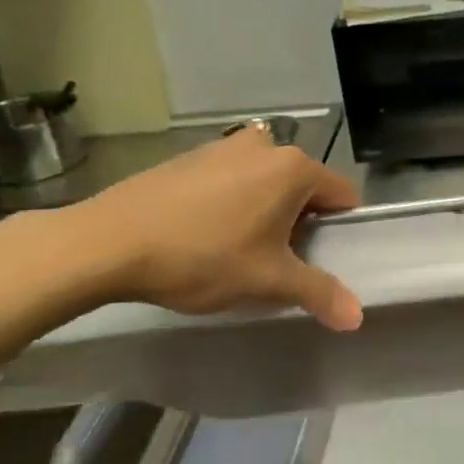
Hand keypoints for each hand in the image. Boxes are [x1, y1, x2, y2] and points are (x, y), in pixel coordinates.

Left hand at [68, 124, 363, 326]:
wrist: (106, 243)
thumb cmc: (202, 257)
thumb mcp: (267, 281)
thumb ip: (318, 293)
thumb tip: (357, 318)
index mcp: (295, 168)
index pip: (342, 196)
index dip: (338, 230)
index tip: (316, 258)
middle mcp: (266, 146)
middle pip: (304, 188)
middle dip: (298, 221)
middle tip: (274, 260)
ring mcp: (224, 146)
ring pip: (266, 182)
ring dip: (264, 210)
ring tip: (237, 249)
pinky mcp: (190, 156)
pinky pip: (231, 178)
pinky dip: (231, 201)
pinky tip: (203, 233)